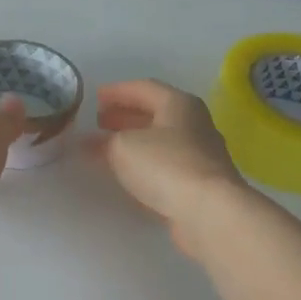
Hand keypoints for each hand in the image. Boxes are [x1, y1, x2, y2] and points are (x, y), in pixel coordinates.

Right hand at [91, 79, 247, 255]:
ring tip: (106, 147)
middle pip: (154, 113)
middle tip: (99, 121)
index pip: (143, 88)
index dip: (116, 91)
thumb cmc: (165, 166)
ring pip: (159, 140)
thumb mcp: (123, 147)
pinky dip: (143, 163)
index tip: (94, 98)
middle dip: (124, 115)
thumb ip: (104, 142)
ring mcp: (199, 154)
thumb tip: (92, 143)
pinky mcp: (198, 182)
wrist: (208, 212)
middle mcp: (193, 123)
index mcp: (179, 104)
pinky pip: (165, 164)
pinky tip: (127, 173)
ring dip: (133, 140)